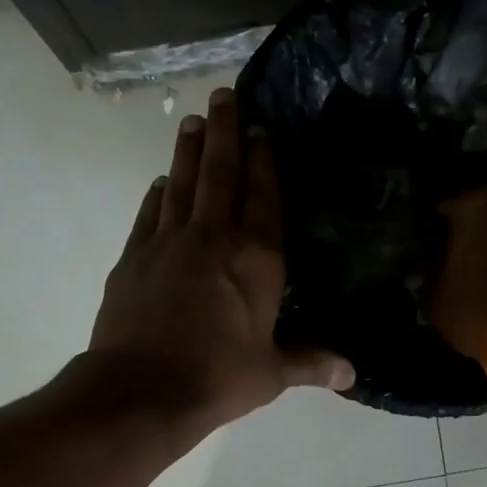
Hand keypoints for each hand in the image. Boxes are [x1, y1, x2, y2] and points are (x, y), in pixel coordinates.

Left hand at [89, 87, 353, 436]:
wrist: (141, 390)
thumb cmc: (217, 379)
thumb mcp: (271, 374)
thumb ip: (311, 363)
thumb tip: (352, 374)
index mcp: (256, 260)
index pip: (263, 198)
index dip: (263, 162)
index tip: (261, 131)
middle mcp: (213, 239)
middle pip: (220, 175)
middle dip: (225, 133)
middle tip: (222, 96)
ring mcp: (168, 243)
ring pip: (182, 184)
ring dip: (190, 152)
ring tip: (194, 123)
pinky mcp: (133, 257)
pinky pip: (149, 213)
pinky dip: (158, 194)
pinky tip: (162, 183)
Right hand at [428, 187, 486, 359]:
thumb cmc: (475, 307)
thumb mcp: (435, 299)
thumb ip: (428, 278)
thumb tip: (423, 275)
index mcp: (476, 205)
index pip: (447, 209)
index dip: (436, 230)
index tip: (430, 248)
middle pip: (485, 215)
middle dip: (474, 232)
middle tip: (458, 257)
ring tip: (484, 272)